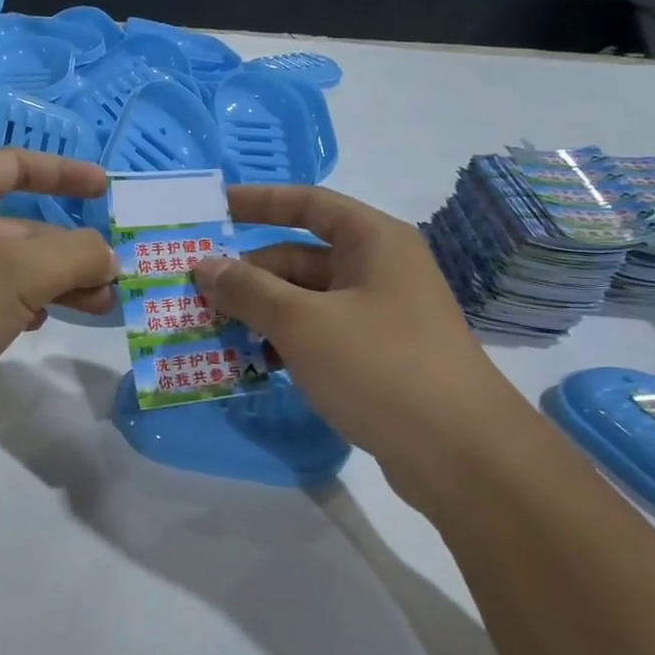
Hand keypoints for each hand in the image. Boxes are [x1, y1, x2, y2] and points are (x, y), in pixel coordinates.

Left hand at [0, 150, 118, 421]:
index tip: (105, 188)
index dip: (63, 172)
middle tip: (115, 275)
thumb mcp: (20, 272)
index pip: (14, 165)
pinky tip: (40, 323)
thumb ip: (76, 255)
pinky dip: (24, 303)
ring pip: (11, 266)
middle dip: (70, 248)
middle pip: (21, 225)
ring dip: (57, 281)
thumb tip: (110, 257)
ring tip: (99, 305)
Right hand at [192, 185, 524, 472]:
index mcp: (372, 241)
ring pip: (304, 301)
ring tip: (210, 333)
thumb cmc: (380, 367)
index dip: (258, 201)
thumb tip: (204, 266)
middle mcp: (377, 270)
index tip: (212, 208)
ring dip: (259, 314)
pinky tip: (250, 365)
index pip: (307, 204)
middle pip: (298, 258)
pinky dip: (283, 344)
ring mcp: (379, 316)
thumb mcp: (303, 323)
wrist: (461, 454)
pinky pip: (317, 335)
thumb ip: (248, 290)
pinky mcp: (376, 357)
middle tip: (193, 293)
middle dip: (247, 275)